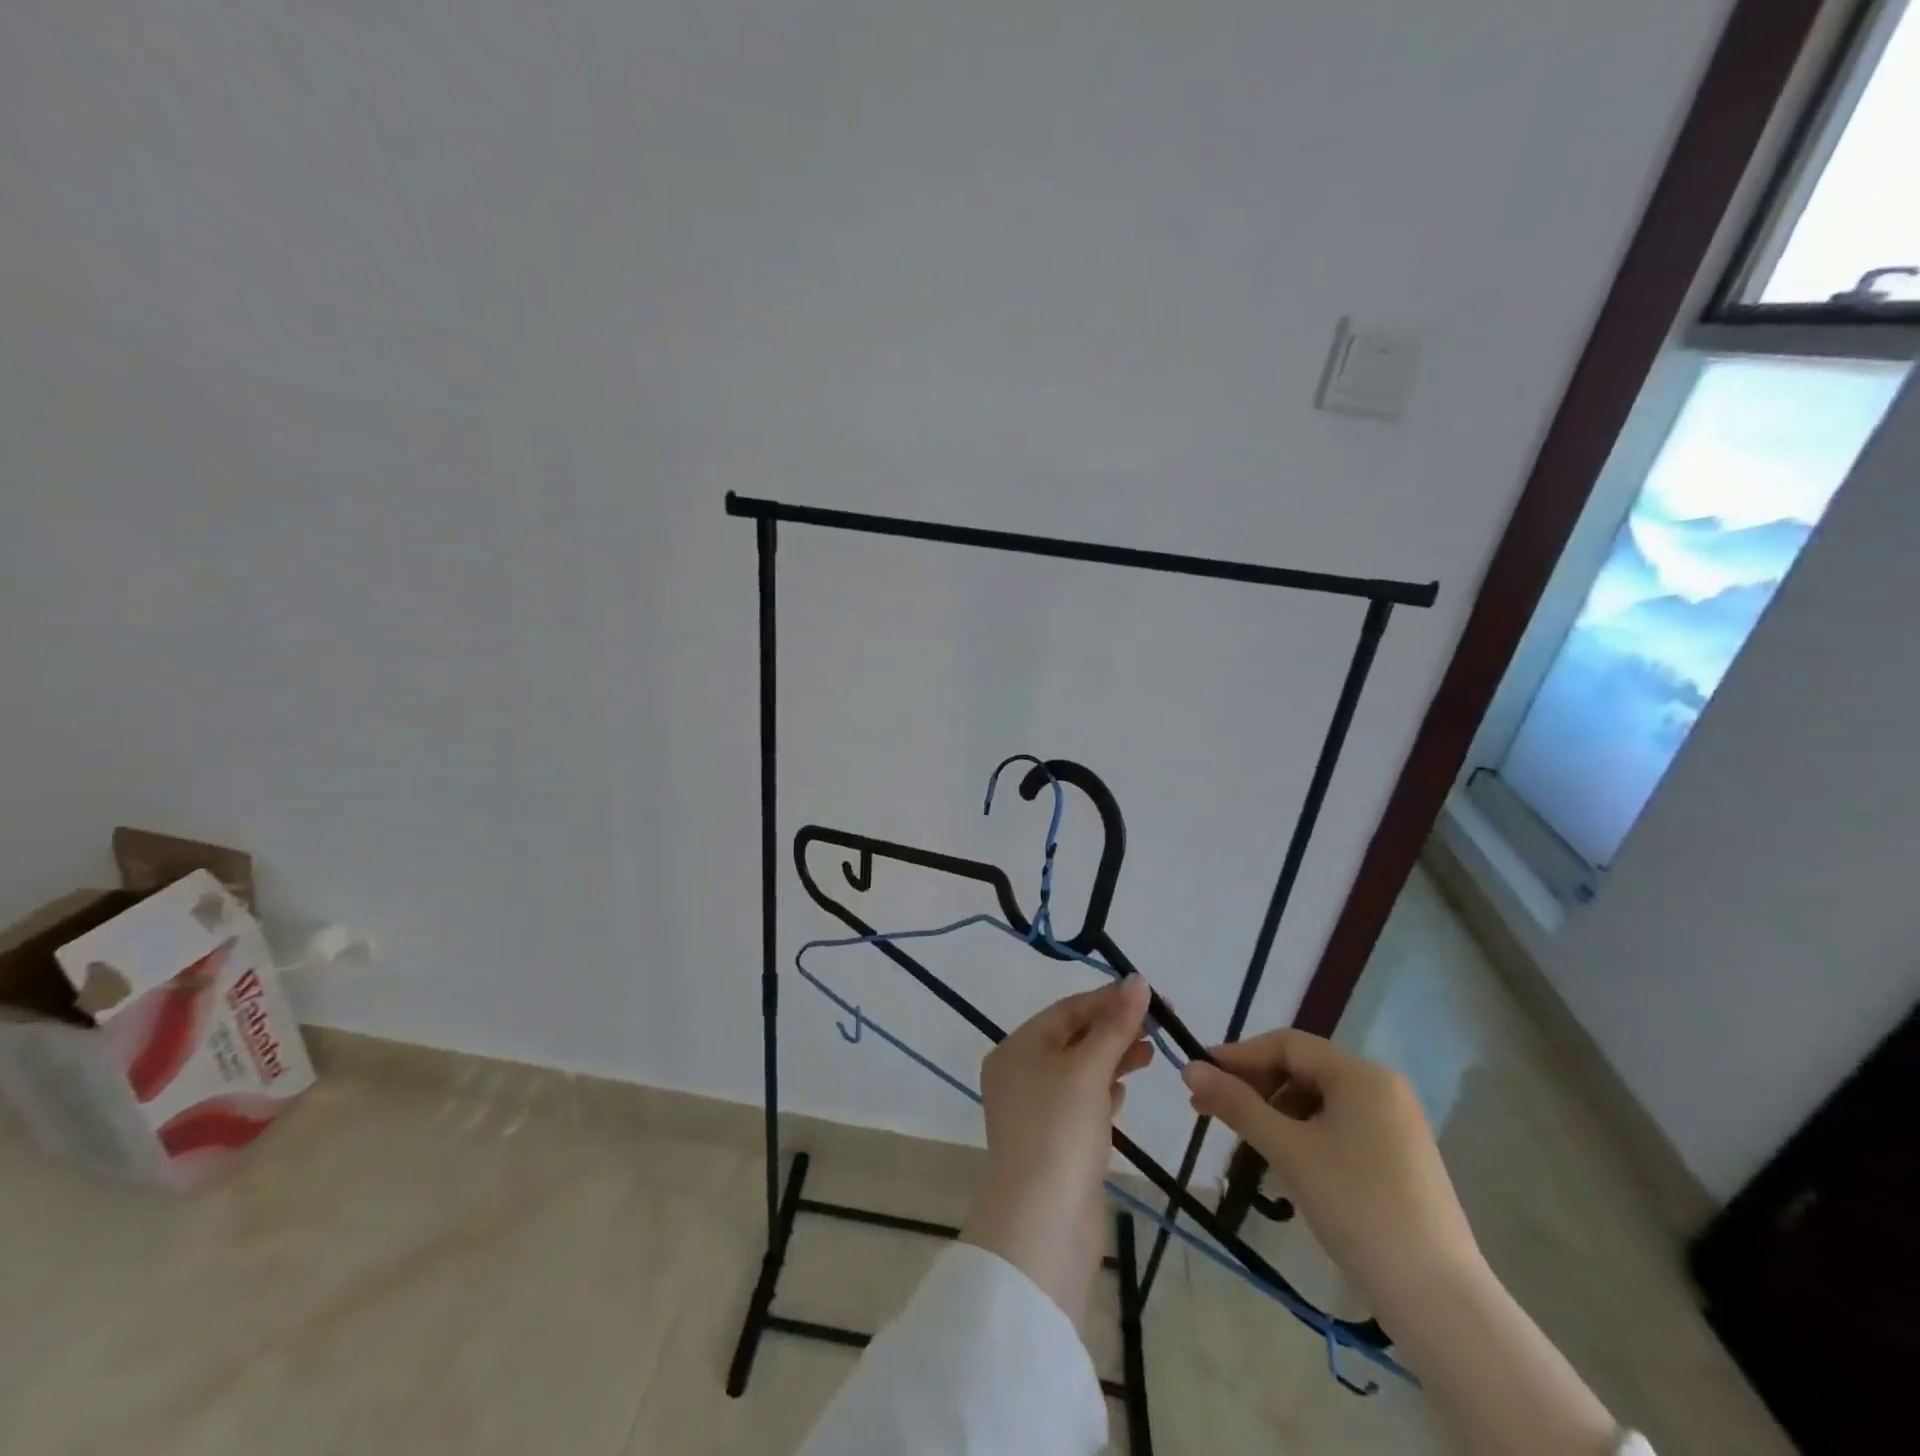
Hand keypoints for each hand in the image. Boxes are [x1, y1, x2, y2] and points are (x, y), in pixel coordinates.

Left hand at [960, 975, 1152, 1325]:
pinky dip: (1103, 1091)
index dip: (1108, 1000)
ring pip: (1079, 1071)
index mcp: (1016, 1049)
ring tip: (1152, 1054)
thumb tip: (1137, 980)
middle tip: (1160, 1025)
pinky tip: (1124, 1091)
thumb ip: (1115, 1024)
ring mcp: (1034, 1111)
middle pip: (1073, 1038)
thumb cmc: (1061, 1129)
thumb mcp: (1089, 1069)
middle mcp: (1019, 1074)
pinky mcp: (1052, 1143)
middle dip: (1114, 1029)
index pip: (1067, 1010)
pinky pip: (1080, 1103)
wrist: (1043, 1223)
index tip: (1150, 996)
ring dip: (1113, 1058)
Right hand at [1187, 1031, 1622, 1454]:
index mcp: (1361, 1074)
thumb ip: (1236, 1104)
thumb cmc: (1356, 1207)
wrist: (1438, 1299)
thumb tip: (1189, 1067)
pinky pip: (1340, 1124)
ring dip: (1277, 1111)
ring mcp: (1396, 1122)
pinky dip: (1305, 1132)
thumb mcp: (1288, 1150)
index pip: (1286, 1044)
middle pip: (1303, 1068)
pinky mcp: (1400, 1156)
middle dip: (1255, 1086)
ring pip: (1319, 1098)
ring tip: (1247, 1141)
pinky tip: (1287, 1160)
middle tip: (1213, 1110)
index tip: (1200, 1077)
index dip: (1239, 1056)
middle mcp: (1382, 1087)